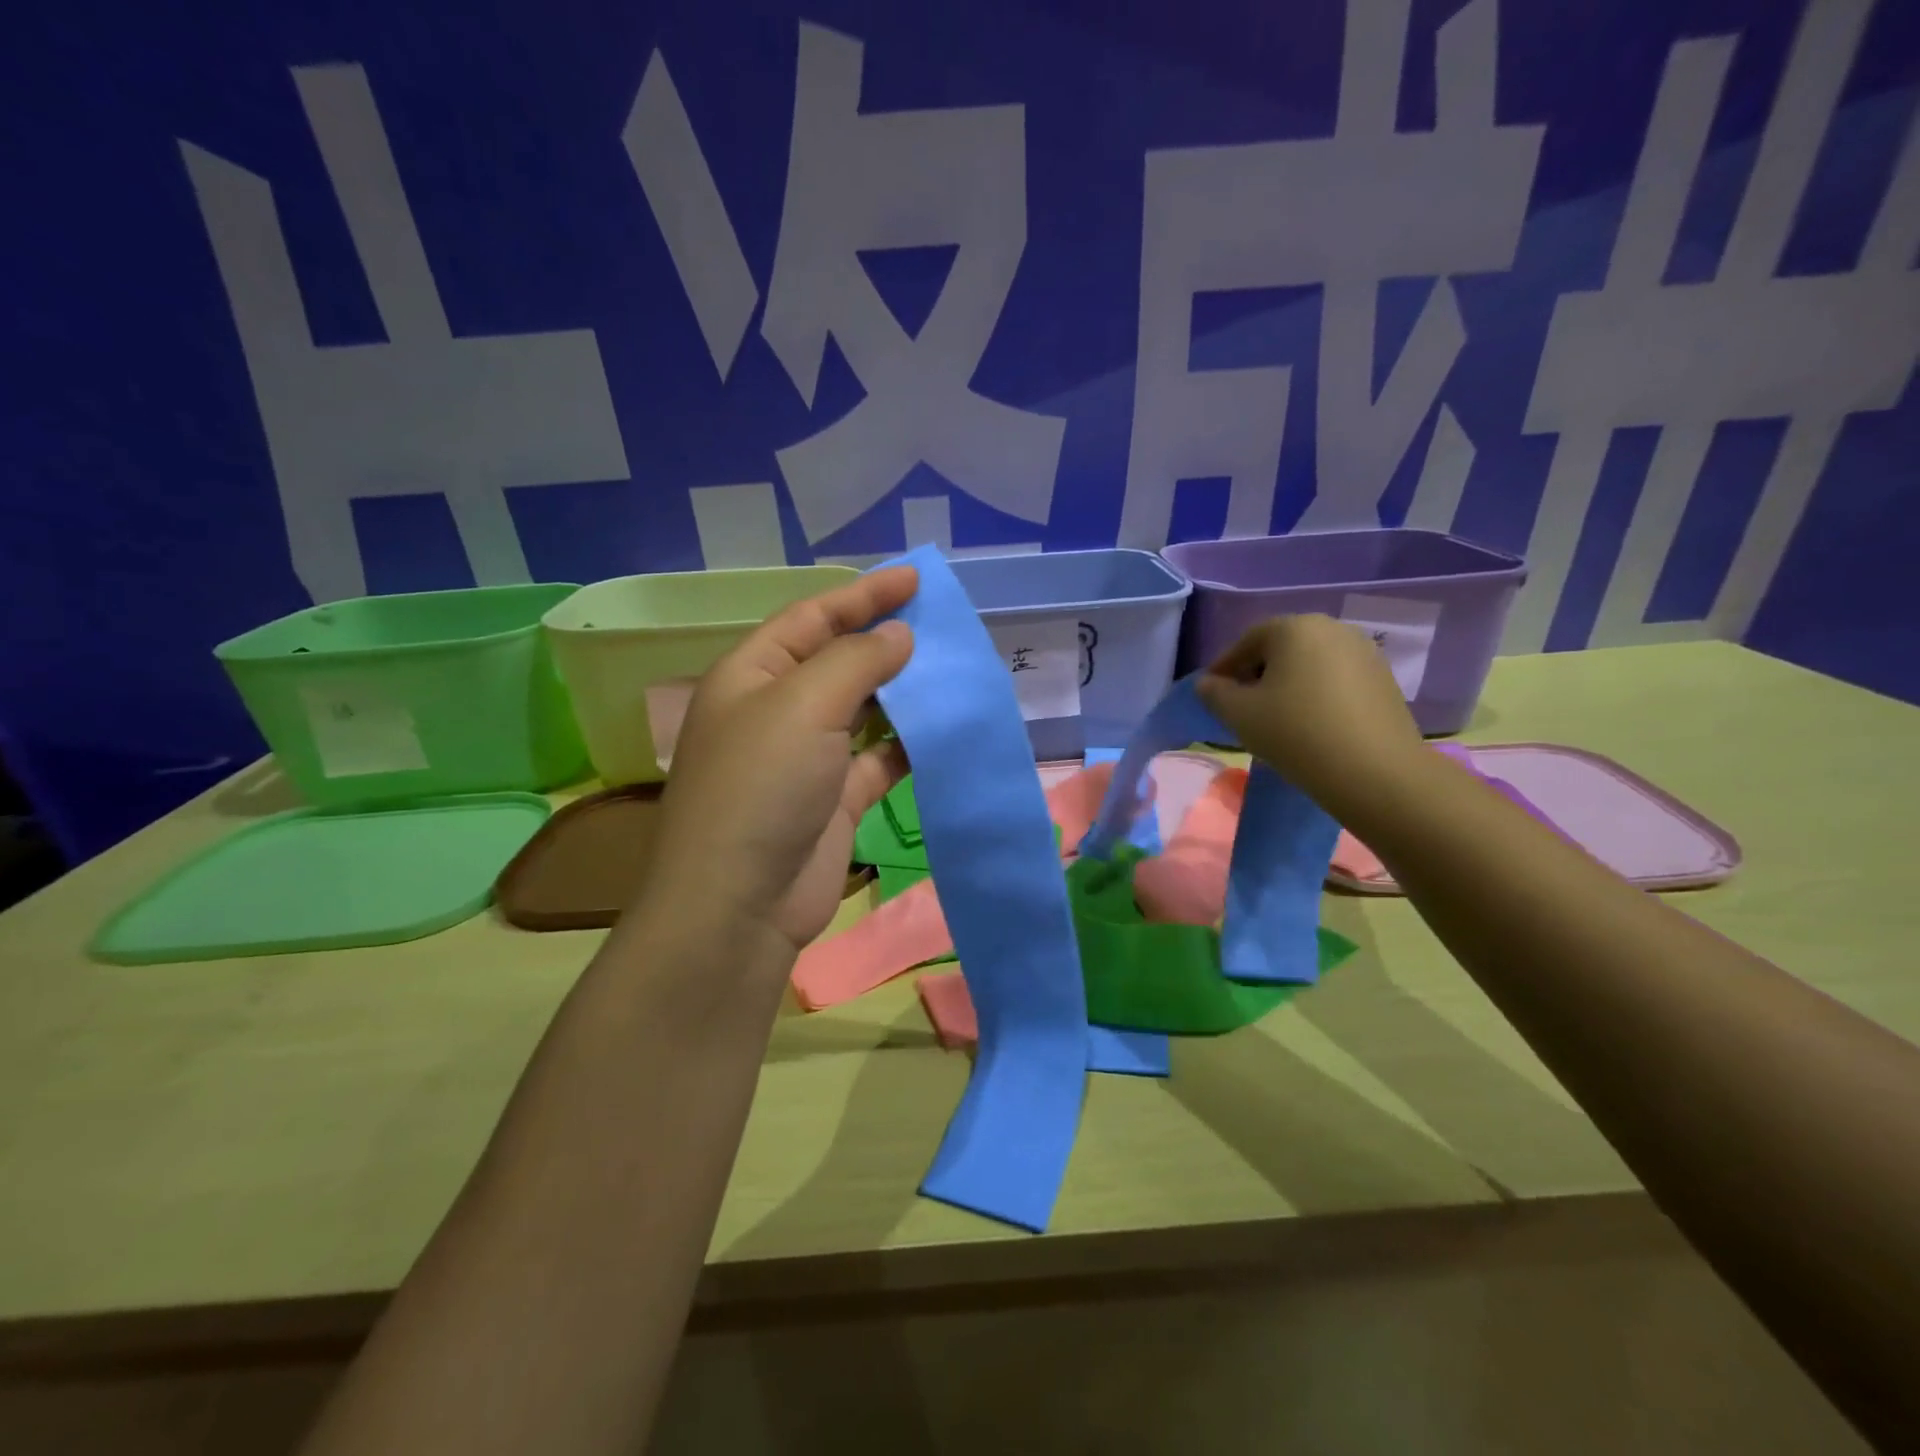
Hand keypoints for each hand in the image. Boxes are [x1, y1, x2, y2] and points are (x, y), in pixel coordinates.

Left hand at [638, 568, 916, 959]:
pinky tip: (945, 729)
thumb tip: (899, 635)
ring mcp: (808, 757)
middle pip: (839, 660)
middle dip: (887, 640)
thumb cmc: (762, 785)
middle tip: (943, 625)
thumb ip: (857, 661)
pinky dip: (909, 743)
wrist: (740, 903)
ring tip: (953, 670)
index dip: (863, 595)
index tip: (916, 579)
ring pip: (864, 709)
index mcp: (752, 674)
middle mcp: (778, 709)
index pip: (812, 617)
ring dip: (903, 692)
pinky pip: (880, 758)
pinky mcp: (837, 799)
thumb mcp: (804, 705)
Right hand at [1195, 614, 1423, 814]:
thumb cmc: (1296, 733)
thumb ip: (1215, 693)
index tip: (1212, 693)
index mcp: (1294, 627)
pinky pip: (1336, 679)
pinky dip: (1316, 694)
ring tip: (1274, 718)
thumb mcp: (1239, 715)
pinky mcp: (1384, 679)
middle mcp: (1332, 628)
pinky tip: (1309, 723)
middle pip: (1281, 648)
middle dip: (1257, 673)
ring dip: (1287, 684)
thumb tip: (1208, 684)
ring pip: (1310, 664)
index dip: (1224, 667)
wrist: (1375, 772)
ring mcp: (1364, 652)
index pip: (1247, 641)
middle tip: (1241, 705)